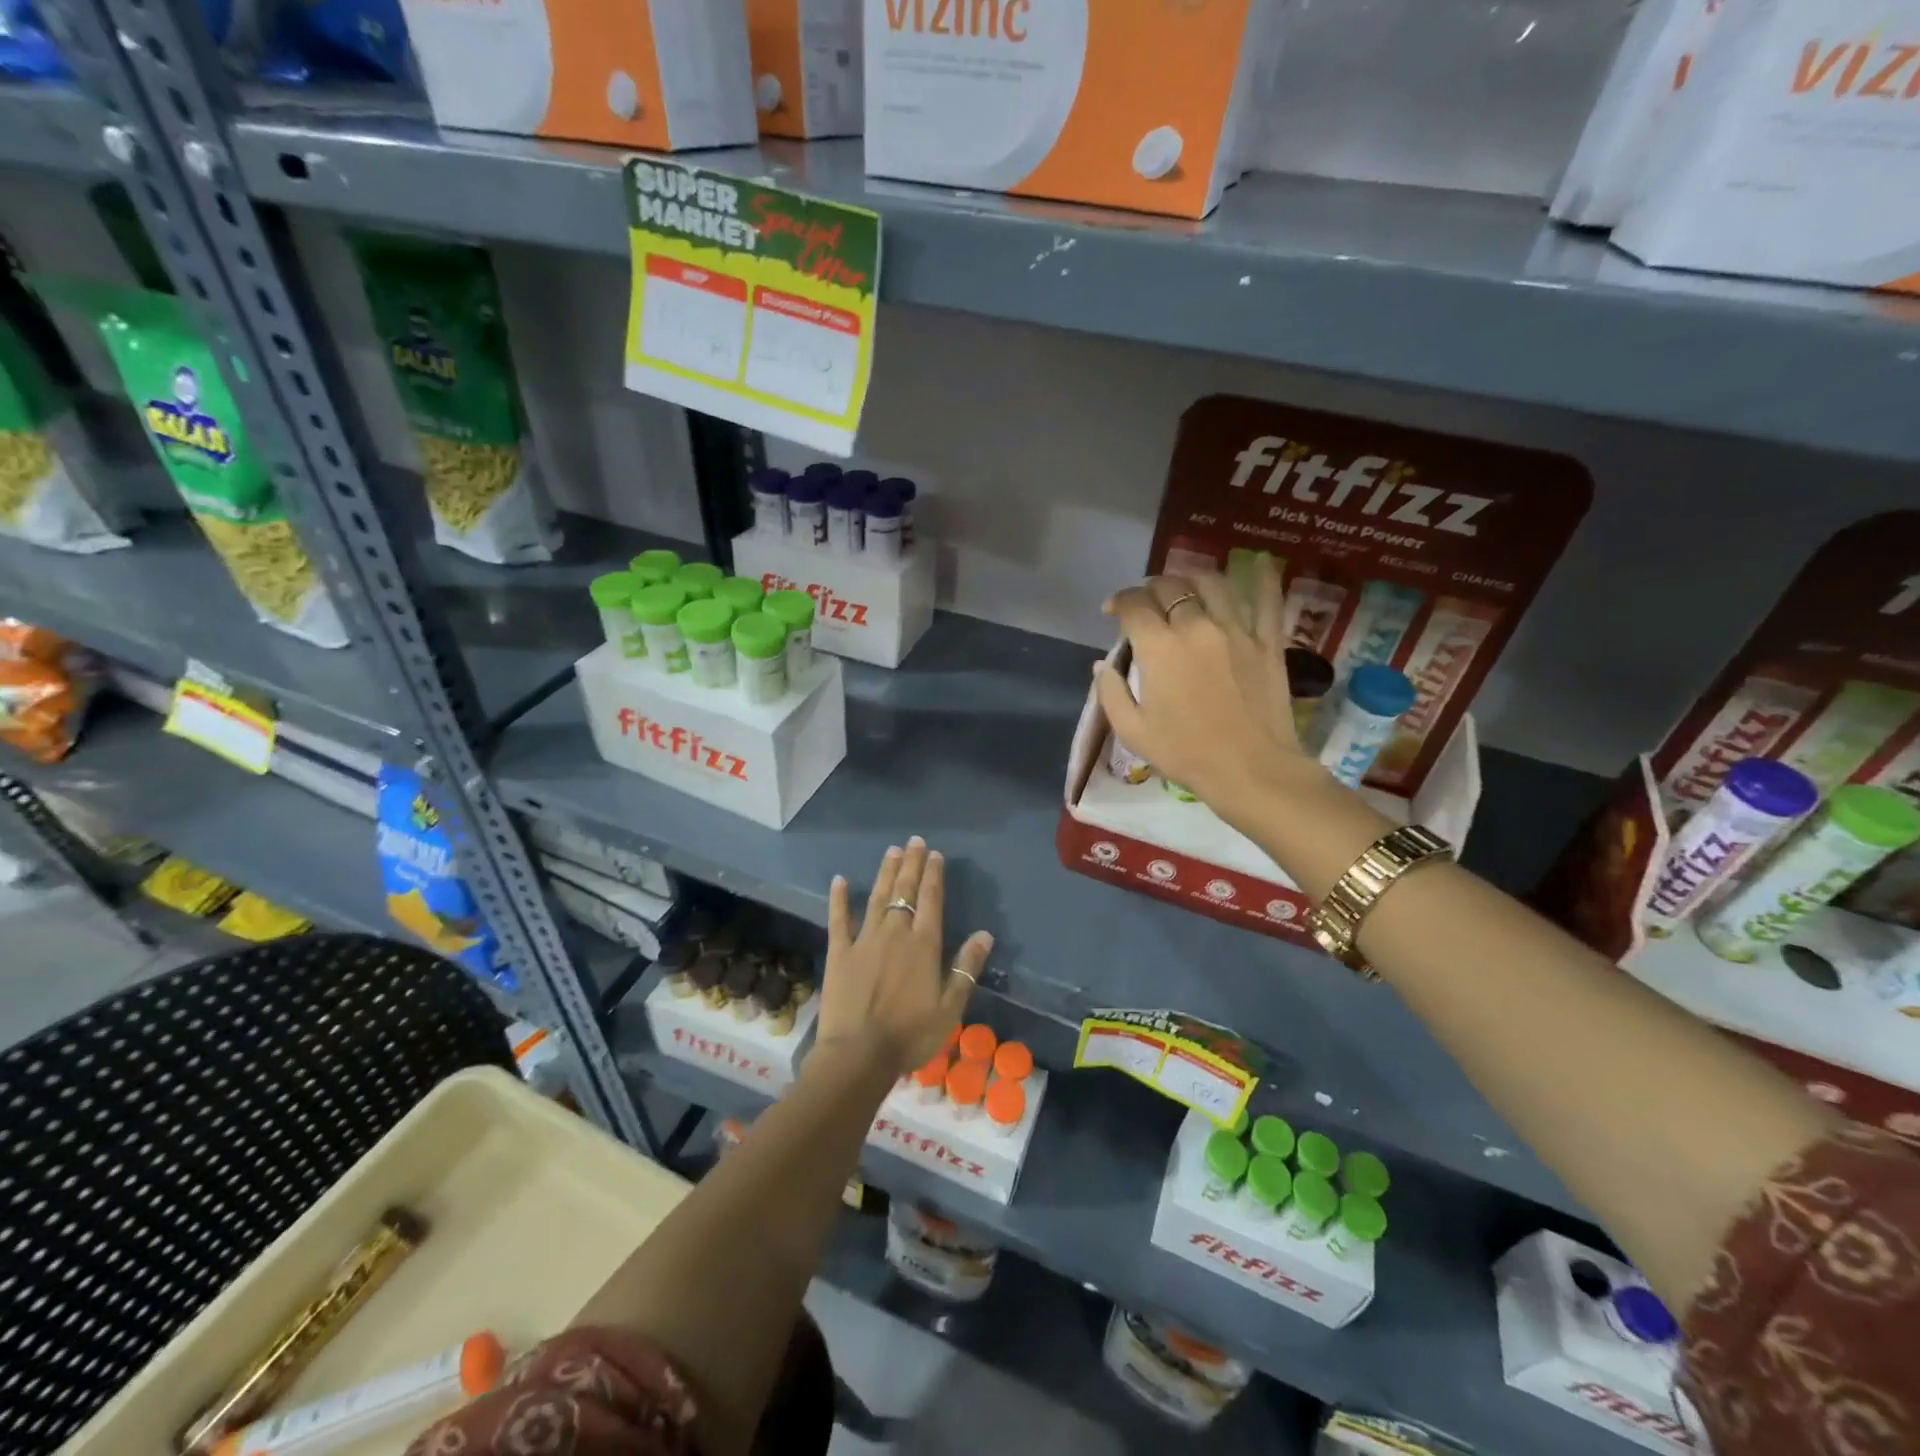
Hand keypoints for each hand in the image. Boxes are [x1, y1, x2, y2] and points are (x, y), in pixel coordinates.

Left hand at [814, 837, 992, 1080]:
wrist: (859, 1055)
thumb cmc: (910, 1035)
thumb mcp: (950, 1007)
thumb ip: (966, 968)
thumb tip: (984, 934)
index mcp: (924, 945)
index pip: (931, 900)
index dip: (933, 875)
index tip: (935, 855)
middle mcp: (895, 933)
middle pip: (905, 891)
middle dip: (911, 864)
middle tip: (914, 841)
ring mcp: (864, 940)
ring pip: (877, 898)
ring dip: (885, 873)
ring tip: (891, 851)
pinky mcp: (839, 953)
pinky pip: (838, 920)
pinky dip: (839, 899)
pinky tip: (839, 880)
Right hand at [1096, 560, 1317, 815]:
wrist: (1250, 770)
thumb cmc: (1185, 754)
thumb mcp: (1132, 731)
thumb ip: (1111, 693)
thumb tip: (1103, 665)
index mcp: (1159, 648)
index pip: (1134, 605)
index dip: (1119, 602)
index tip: (1113, 611)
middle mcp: (1196, 627)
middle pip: (1171, 587)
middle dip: (1152, 588)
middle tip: (1147, 601)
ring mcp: (1236, 630)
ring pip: (1212, 585)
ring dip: (1192, 579)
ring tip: (1185, 586)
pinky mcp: (1268, 642)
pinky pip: (1268, 600)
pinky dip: (1262, 578)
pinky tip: (1257, 561)